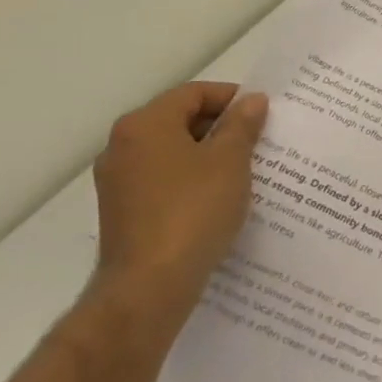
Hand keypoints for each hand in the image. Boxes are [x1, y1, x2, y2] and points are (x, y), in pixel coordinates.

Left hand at [91, 82, 268, 318]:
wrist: (149, 288)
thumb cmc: (193, 211)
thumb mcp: (230, 160)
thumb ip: (242, 124)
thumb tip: (251, 100)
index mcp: (145, 125)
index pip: (193, 93)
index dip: (231, 98)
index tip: (263, 114)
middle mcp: (123, 147)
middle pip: (180, 120)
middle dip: (221, 127)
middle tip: (259, 140)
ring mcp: (118, 182)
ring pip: (173, 153)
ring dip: (208, 156)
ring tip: (245, 170)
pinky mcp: (123, 212)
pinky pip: (164, 181)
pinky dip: (192, 181)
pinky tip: (219, 198)